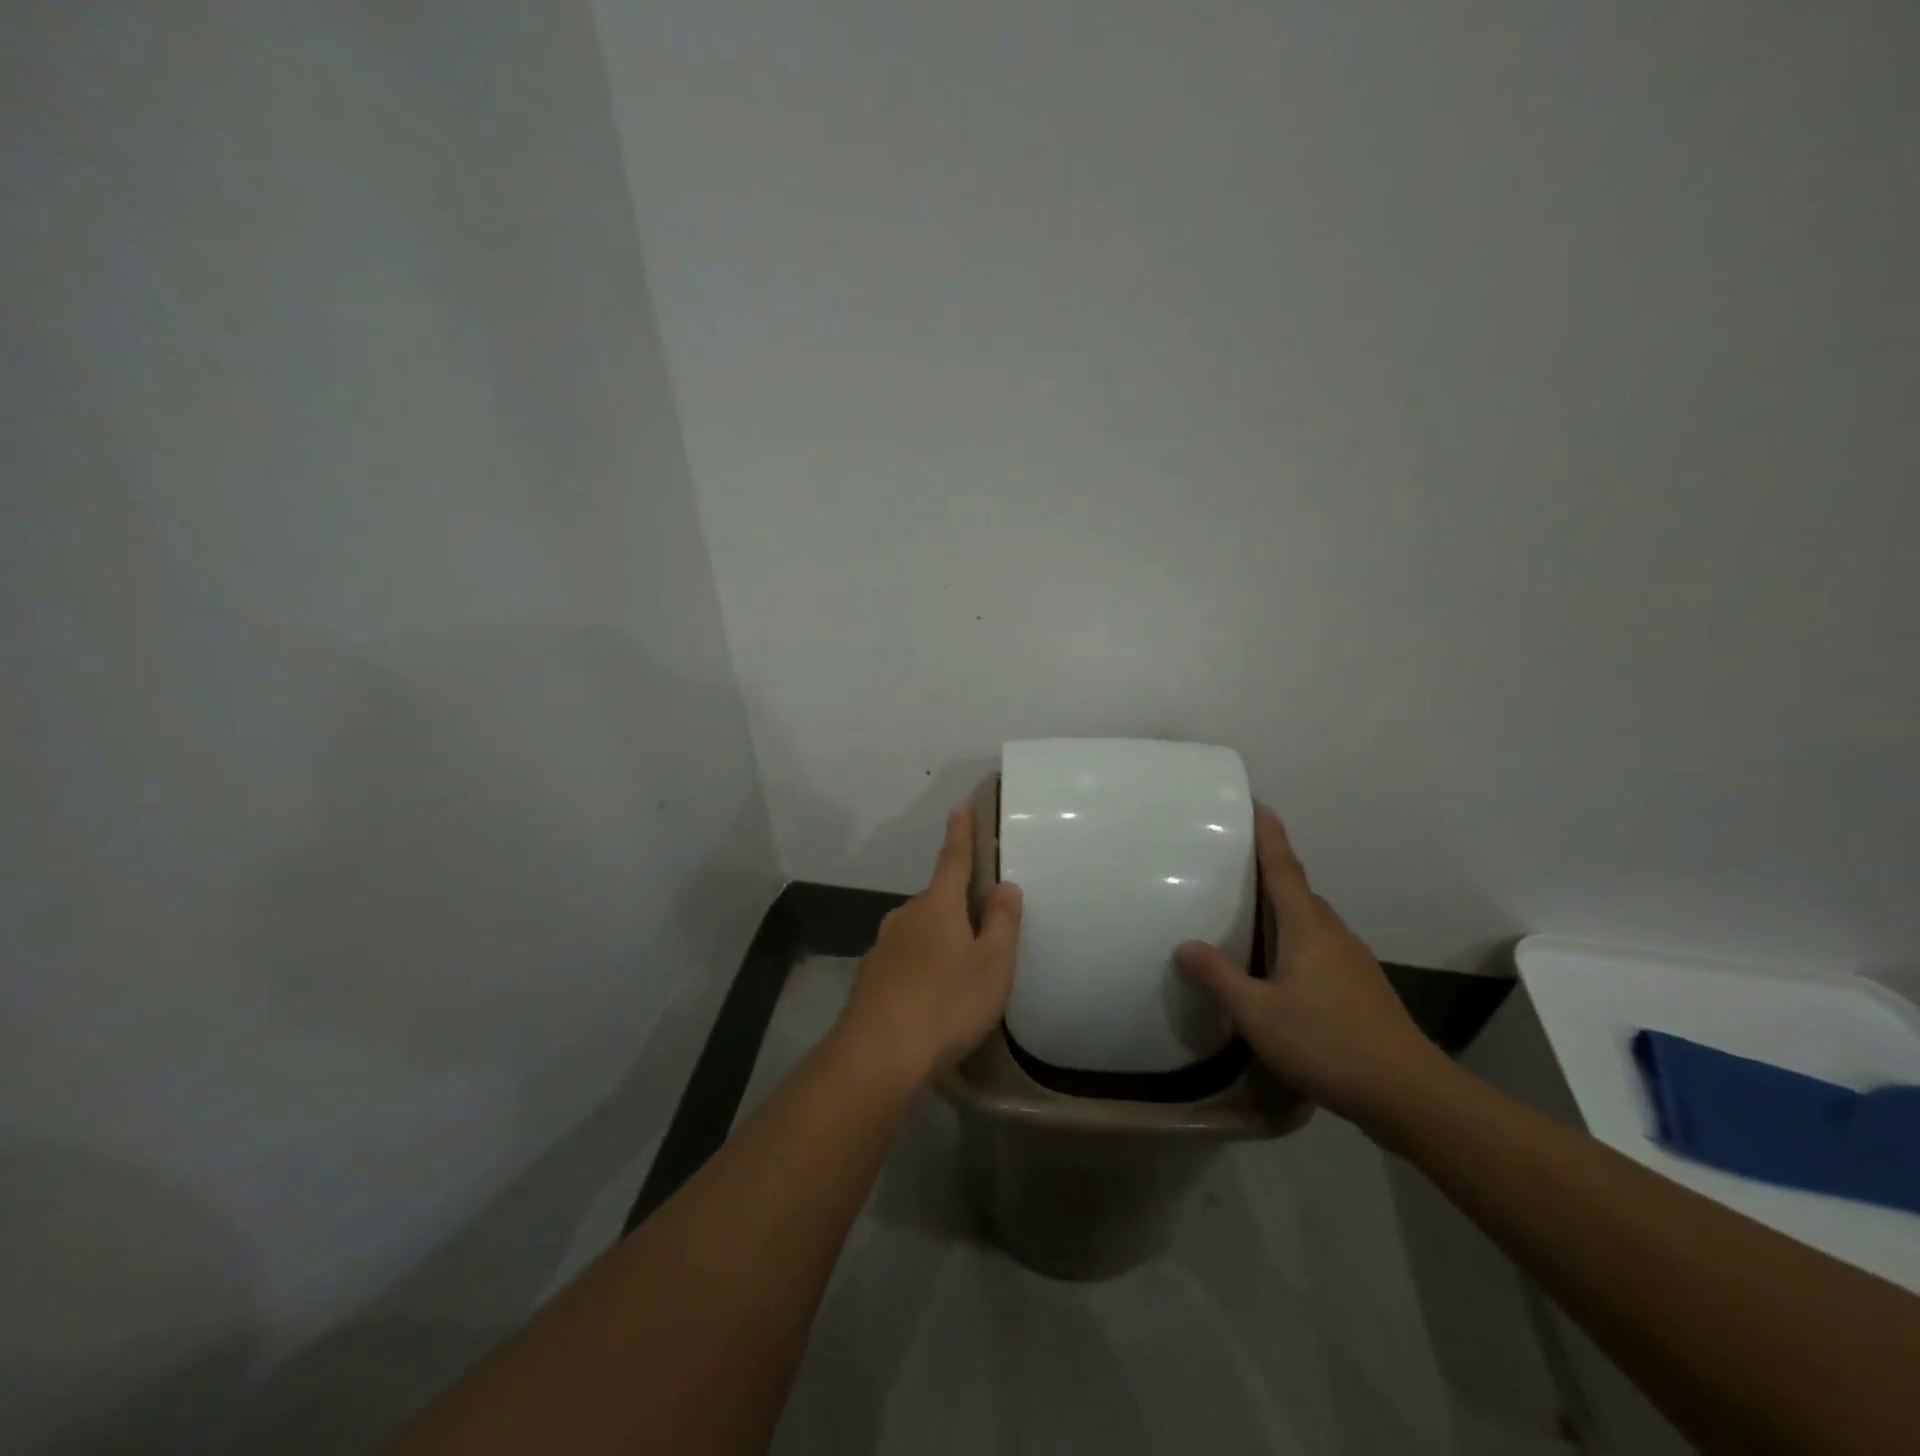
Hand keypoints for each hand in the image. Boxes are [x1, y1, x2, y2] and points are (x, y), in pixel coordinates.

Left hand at [834, 805, 1023, 1086]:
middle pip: (937, 899)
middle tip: (981, 927)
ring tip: (959, 972)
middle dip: (956, 904)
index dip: (961, 832)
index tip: (961, 807)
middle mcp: (906, 916)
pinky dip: (920, 966)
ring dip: (938, 938)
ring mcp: (883, 946)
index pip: (953, 858)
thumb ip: (1001, 922)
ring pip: (918, 930)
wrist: (877, 1054)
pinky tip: (930, 996)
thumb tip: (1005, 886)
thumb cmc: (946, 1004)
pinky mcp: (870, 976)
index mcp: (938, 905)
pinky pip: (904, 958)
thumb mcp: (992, 965)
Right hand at [1175, 806, 1449, 1127]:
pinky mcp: (1360, 986)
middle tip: (1231, 860)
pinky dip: (1293, 937)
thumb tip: (1184, 946)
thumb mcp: (1258, 1014)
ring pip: (1310, 919)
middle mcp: (1333, 933)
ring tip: (1247, 909)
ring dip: (1281, 906)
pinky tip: (1277, 965)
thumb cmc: (1328, 1043)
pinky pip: (1319, 944)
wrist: (1409, 1095)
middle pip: (1297, 889)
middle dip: (1268, 868)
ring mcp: (1352, 960)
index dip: (1268, 835)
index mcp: (1307, 926)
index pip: (1283, 867)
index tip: (1255, 804)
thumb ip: (1219, 977)